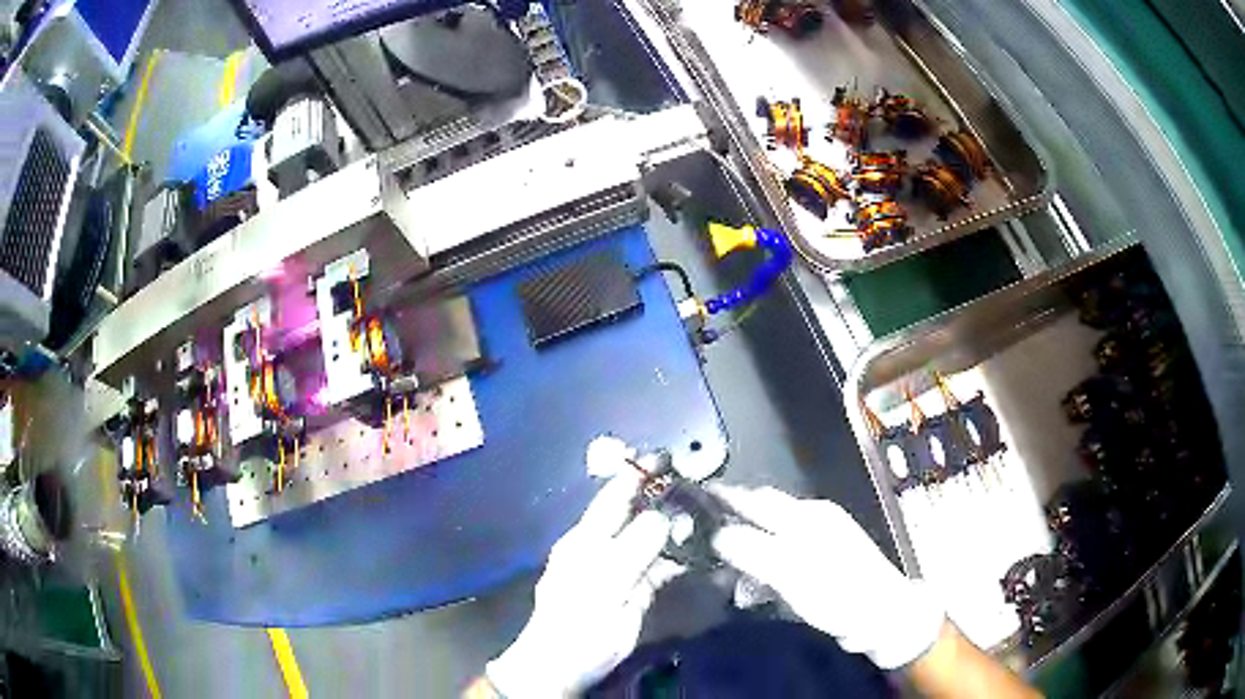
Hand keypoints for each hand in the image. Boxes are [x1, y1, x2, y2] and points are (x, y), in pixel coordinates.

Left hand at [486, 469, 681, 696]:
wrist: (564, 665)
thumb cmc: (579, 624)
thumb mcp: (606, 585)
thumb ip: (634, 548)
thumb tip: (663, 517)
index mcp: (586, 539)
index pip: (614, 497)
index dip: (638, 474)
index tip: (666, 456)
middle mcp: (598, 547)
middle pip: (632, 514)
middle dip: (659, 497)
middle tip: (691, 486)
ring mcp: (614, 570)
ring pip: (645, 538)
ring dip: (670, 526)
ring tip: (696, 520)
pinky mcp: (629, 592)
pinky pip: (655, 566)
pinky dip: (673, 556)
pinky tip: (690, 555)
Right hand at [710, 485, 945, 668]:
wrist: (883, 618)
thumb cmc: (839, 594)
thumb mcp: (791, 574)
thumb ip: (753, 551)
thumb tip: (716, 535)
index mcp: (807, 515)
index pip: (756, 498)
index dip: (724, 497)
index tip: (692, 498)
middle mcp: (814, 520)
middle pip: (763, 513)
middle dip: (731, 524)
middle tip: (699, 537)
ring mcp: (821, 541)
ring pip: (771, 537)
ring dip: (746, 552)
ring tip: (724, 574)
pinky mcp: (823, 564)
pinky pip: (783, 557)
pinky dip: (764, 568)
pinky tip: (755, 589)